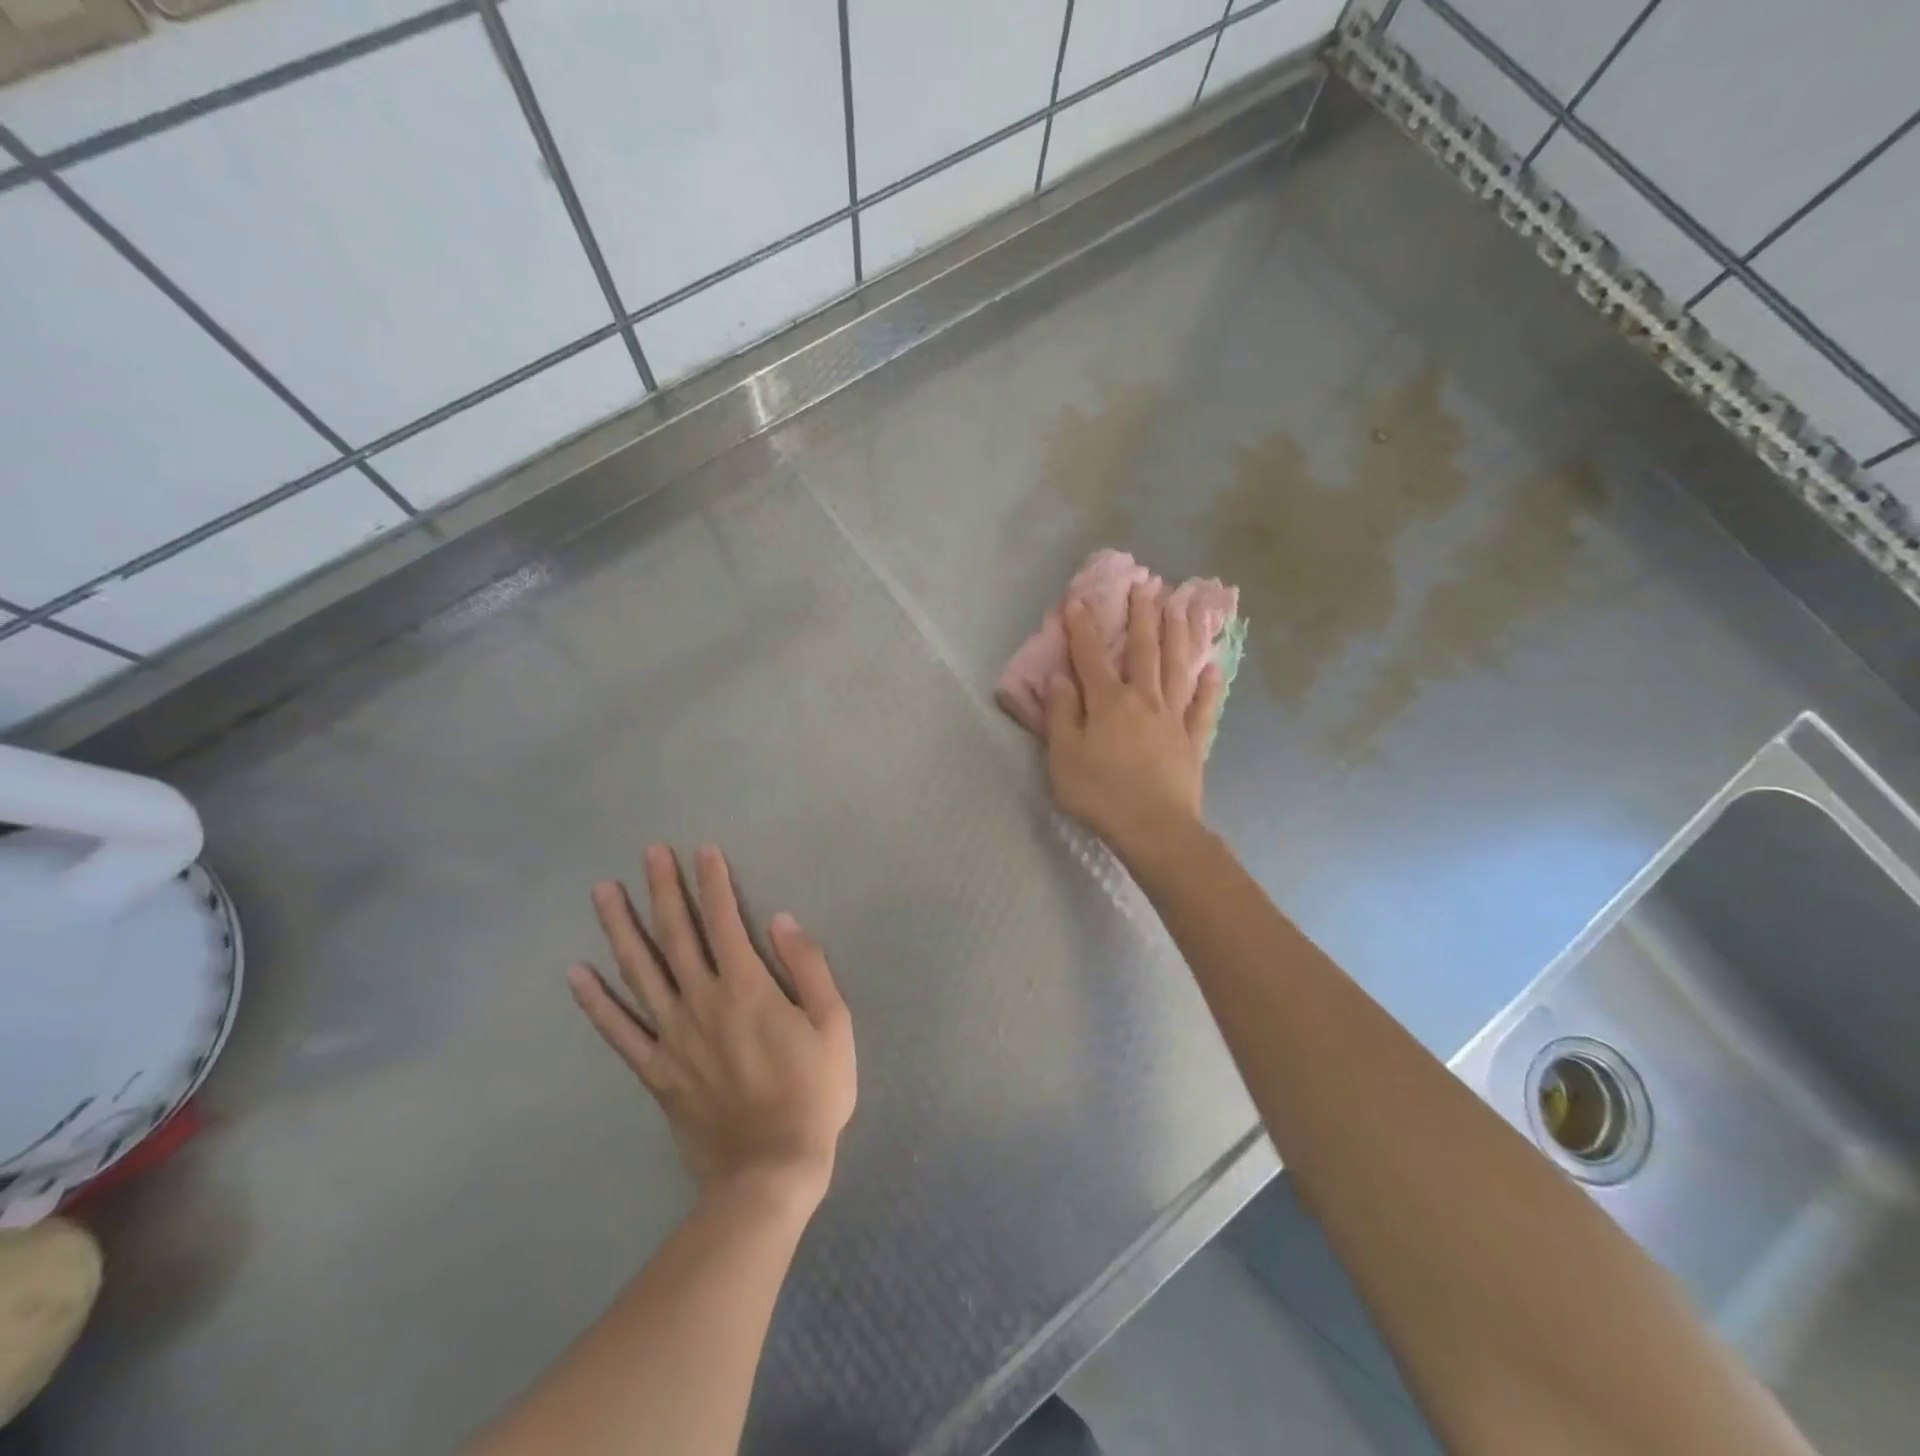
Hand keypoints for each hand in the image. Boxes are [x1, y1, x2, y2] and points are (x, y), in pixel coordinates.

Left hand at [569, 845, 855, 1214]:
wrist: (769, 1170)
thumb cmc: (812, 1094)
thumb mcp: (833, 1025)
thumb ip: (808, 968)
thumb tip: (782, 920)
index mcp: (748, 988)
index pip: (725, 921)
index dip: (713, 883)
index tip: (703, 851)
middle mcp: (703, 1002)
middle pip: (677, 935)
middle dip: (663, 889)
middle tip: (649, 853)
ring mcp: (673, 1036)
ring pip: (640, 972)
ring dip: (621, 927)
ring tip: (604, 892)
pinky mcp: (656, 1071)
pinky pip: (619, 1031)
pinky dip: (596, 1002)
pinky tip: (577, 974)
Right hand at [1045, 583, 1223, 861]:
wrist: (1154, 828)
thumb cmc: (1100, 793)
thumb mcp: (1063, 756)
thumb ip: (1060, 713)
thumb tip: (1059, 677)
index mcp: (1108, 702)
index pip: (1091, 656)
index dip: (1083, 627)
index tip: (1079, 600)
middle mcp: (1144, 699)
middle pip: (1144, 650)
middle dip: (1142, 617)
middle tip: (1145, 585)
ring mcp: (1173, 718)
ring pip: (1177, 667)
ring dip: (1179, 634)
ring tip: (1183, 606)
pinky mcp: (1194, 740)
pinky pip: (1204, 706)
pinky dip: (1210, 686)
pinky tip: (1214, 667)